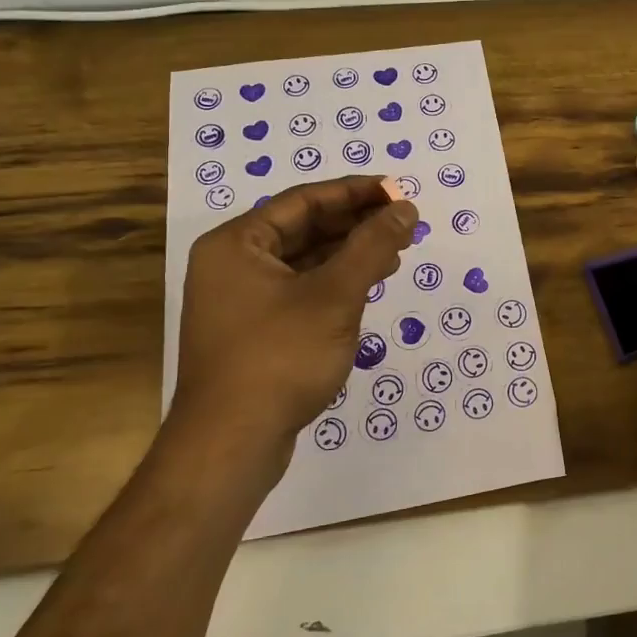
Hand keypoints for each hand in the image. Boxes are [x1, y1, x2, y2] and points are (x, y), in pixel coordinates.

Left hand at [171, 176, 417, 479]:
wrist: (231, 445)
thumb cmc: (279, 357)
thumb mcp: (334, 295)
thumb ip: (372, 246)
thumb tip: (405, 207)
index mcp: (236, 244)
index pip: (303, 201)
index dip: (354, 192)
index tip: (397, 191)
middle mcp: (232, 264)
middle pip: (302, 228)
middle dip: (355, 224)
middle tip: (403, 221)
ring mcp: (239, 301)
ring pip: (303, 262)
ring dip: (349, 254)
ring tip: (395, 251)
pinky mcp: (253, 332)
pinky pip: (299, 291)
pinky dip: (334, 284)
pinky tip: (366, 285)